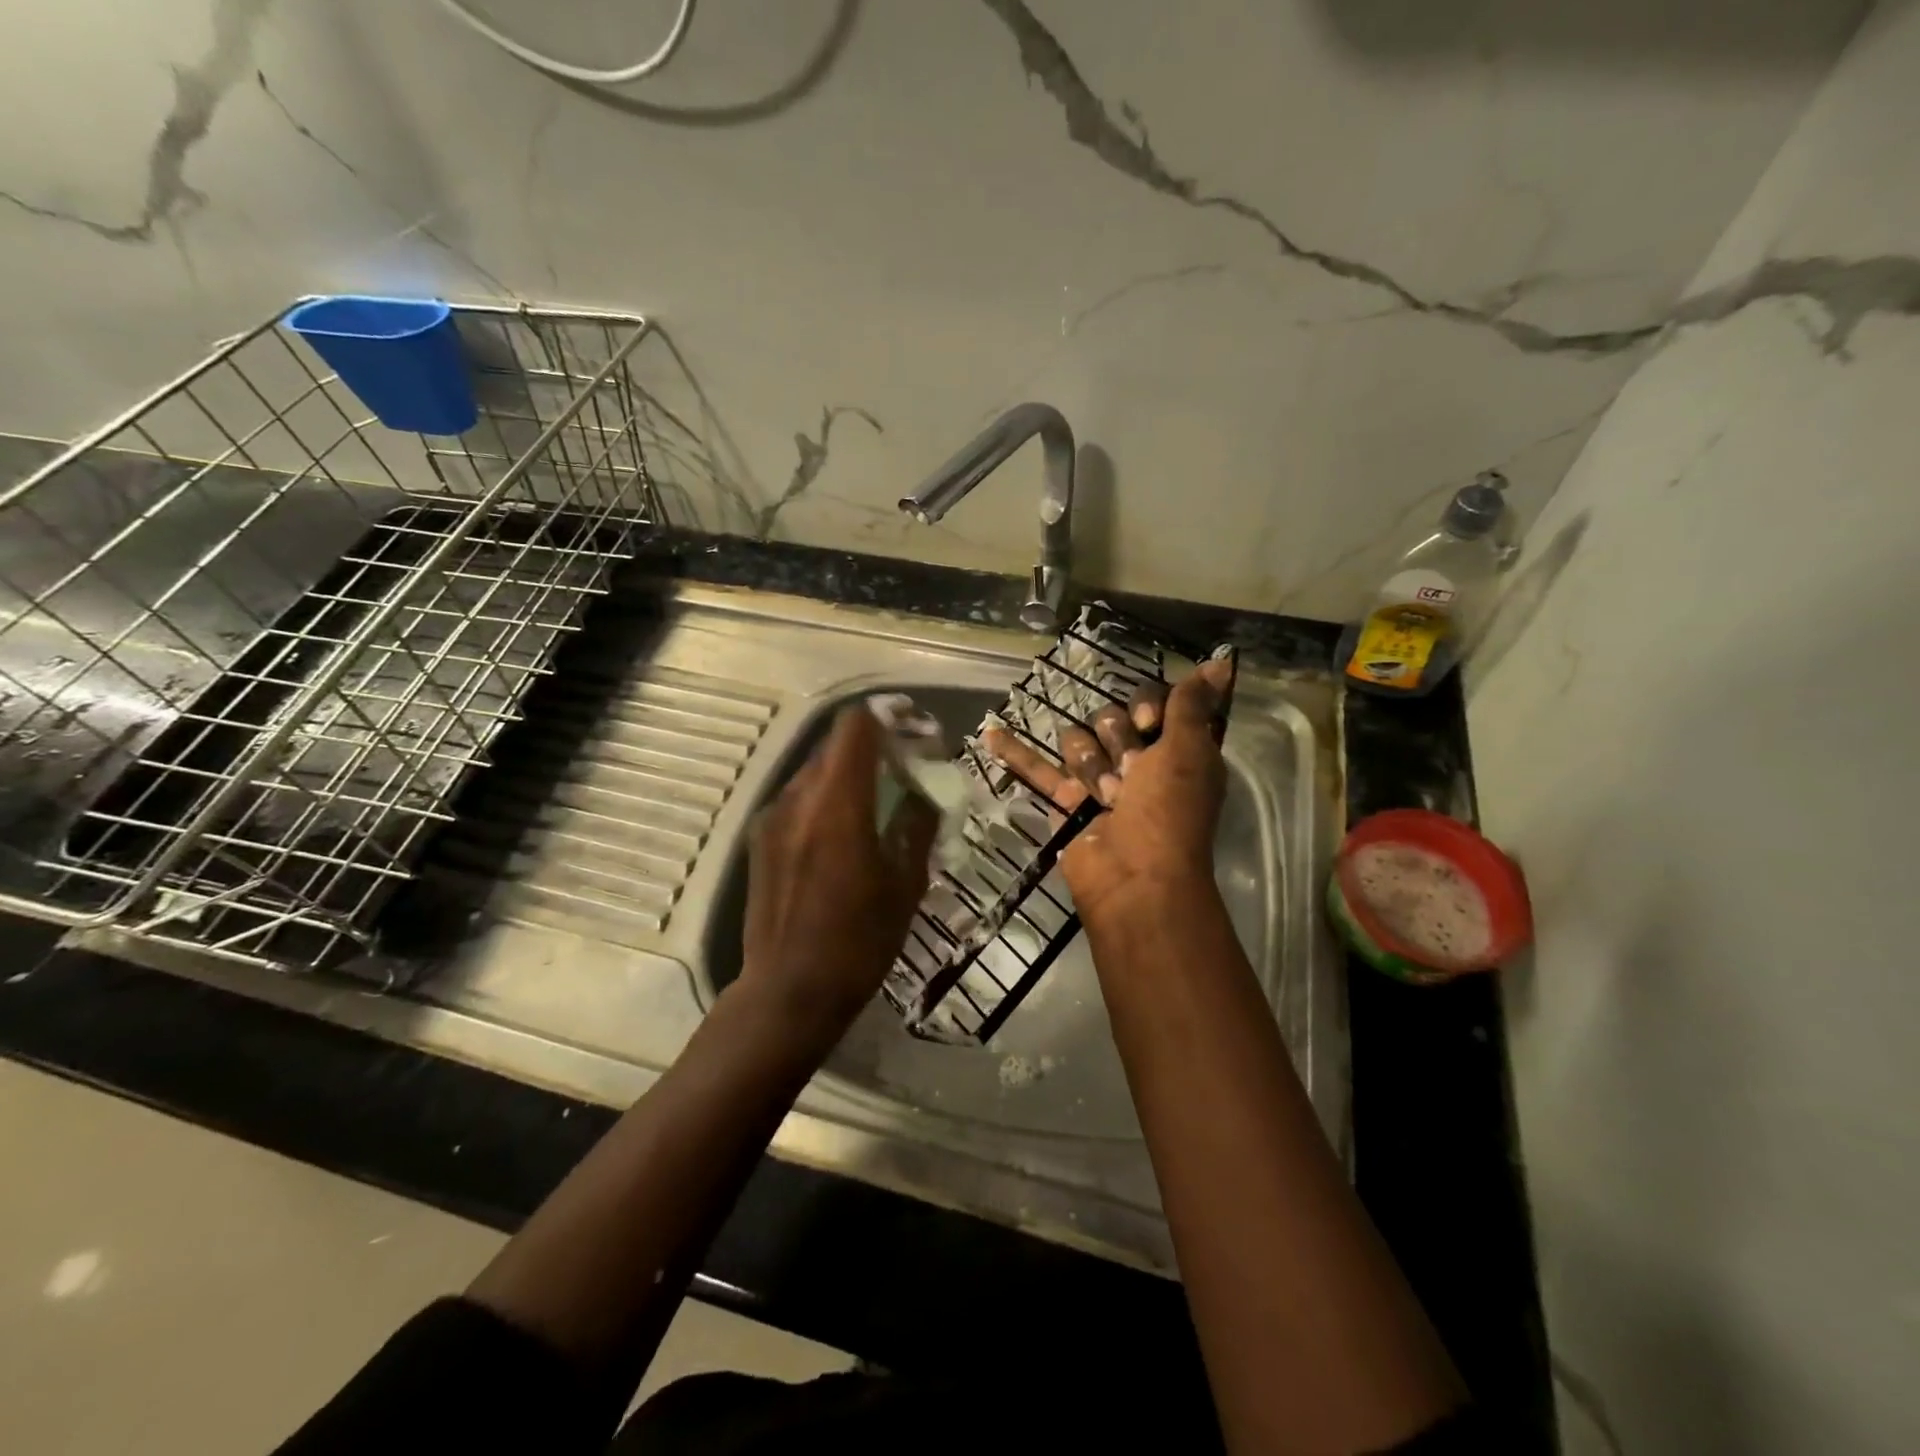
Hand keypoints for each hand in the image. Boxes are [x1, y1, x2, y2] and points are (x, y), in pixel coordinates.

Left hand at [737, 706, 938, 1044]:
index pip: (856, 726)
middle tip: (906, 765)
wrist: (788, 991)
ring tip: (878, 799)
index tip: (915, 727)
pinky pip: (799, 798)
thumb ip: (916, 826)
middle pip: (836, 745)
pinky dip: (827, 797)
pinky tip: (845, 831)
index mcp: (838, 803)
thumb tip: (926, 793)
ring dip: (849, 772)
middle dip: (874, 745)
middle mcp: (798, 798)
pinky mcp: (760, 839)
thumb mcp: (904, 884)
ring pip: (816, 771)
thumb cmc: (858, 941)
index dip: (887, 716)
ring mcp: (773, 817)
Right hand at [982, 655, 1233, 929]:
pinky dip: (1015, 753)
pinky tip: (989, 733)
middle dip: (1117, 739)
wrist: (1134, 877)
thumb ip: (1193, 704)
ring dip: (1088, 764)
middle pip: (1112, 718)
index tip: (1148, 722)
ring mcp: (1100, 782)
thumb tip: (1220, 661)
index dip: (1148, 705)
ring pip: (1078, 740)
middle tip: (1129, 770)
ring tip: (1101, 794)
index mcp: (1174, 751)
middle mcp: (1139, 763)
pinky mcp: (1067, 802)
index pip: (1153, 701)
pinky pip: (1038, 769)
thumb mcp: (1189, 751)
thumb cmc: (1168, 810)